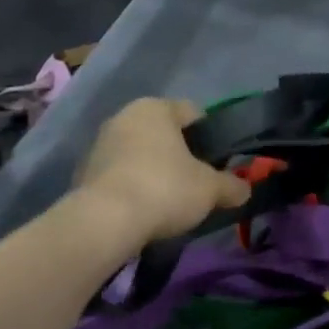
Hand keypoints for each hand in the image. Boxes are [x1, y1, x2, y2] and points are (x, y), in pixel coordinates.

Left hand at [74, 98, 250, 242]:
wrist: (105, 221)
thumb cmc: (165, 189)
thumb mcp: (210, 189)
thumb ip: (232, 185)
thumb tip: (245, 189)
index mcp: (156, 107)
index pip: (193, 112)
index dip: (211, 136)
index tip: (220, 162)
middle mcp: (124, 116)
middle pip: (164, 133)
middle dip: (181, 154)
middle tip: (197, 183)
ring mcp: (100, 143)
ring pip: (140, 152)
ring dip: (154, 170)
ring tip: (170, 201)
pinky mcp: (84, 172)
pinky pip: (120, 173)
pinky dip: (133, 185)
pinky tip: (143, 209)